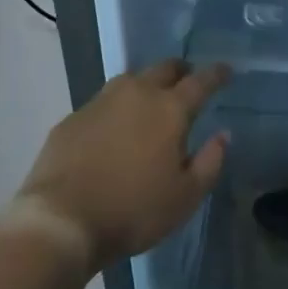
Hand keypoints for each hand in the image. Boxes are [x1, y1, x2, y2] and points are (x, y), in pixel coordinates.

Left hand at [16, 59, 231, 270]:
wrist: (60, 220)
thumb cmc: (132, 211)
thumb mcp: (184, 197)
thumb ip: (210, 162)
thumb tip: (223, 135)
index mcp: (169, 109)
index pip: (200, 81)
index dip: (216, 74)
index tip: (226, 70)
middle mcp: (137, 93)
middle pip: (164, 68)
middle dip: (181, 70)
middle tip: (188, 80)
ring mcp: (101, 101)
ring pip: (131, 79)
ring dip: (146, 84)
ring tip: (150, 100)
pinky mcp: (73, 117)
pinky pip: (103, 103)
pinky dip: (116, 108)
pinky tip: (113, 127)